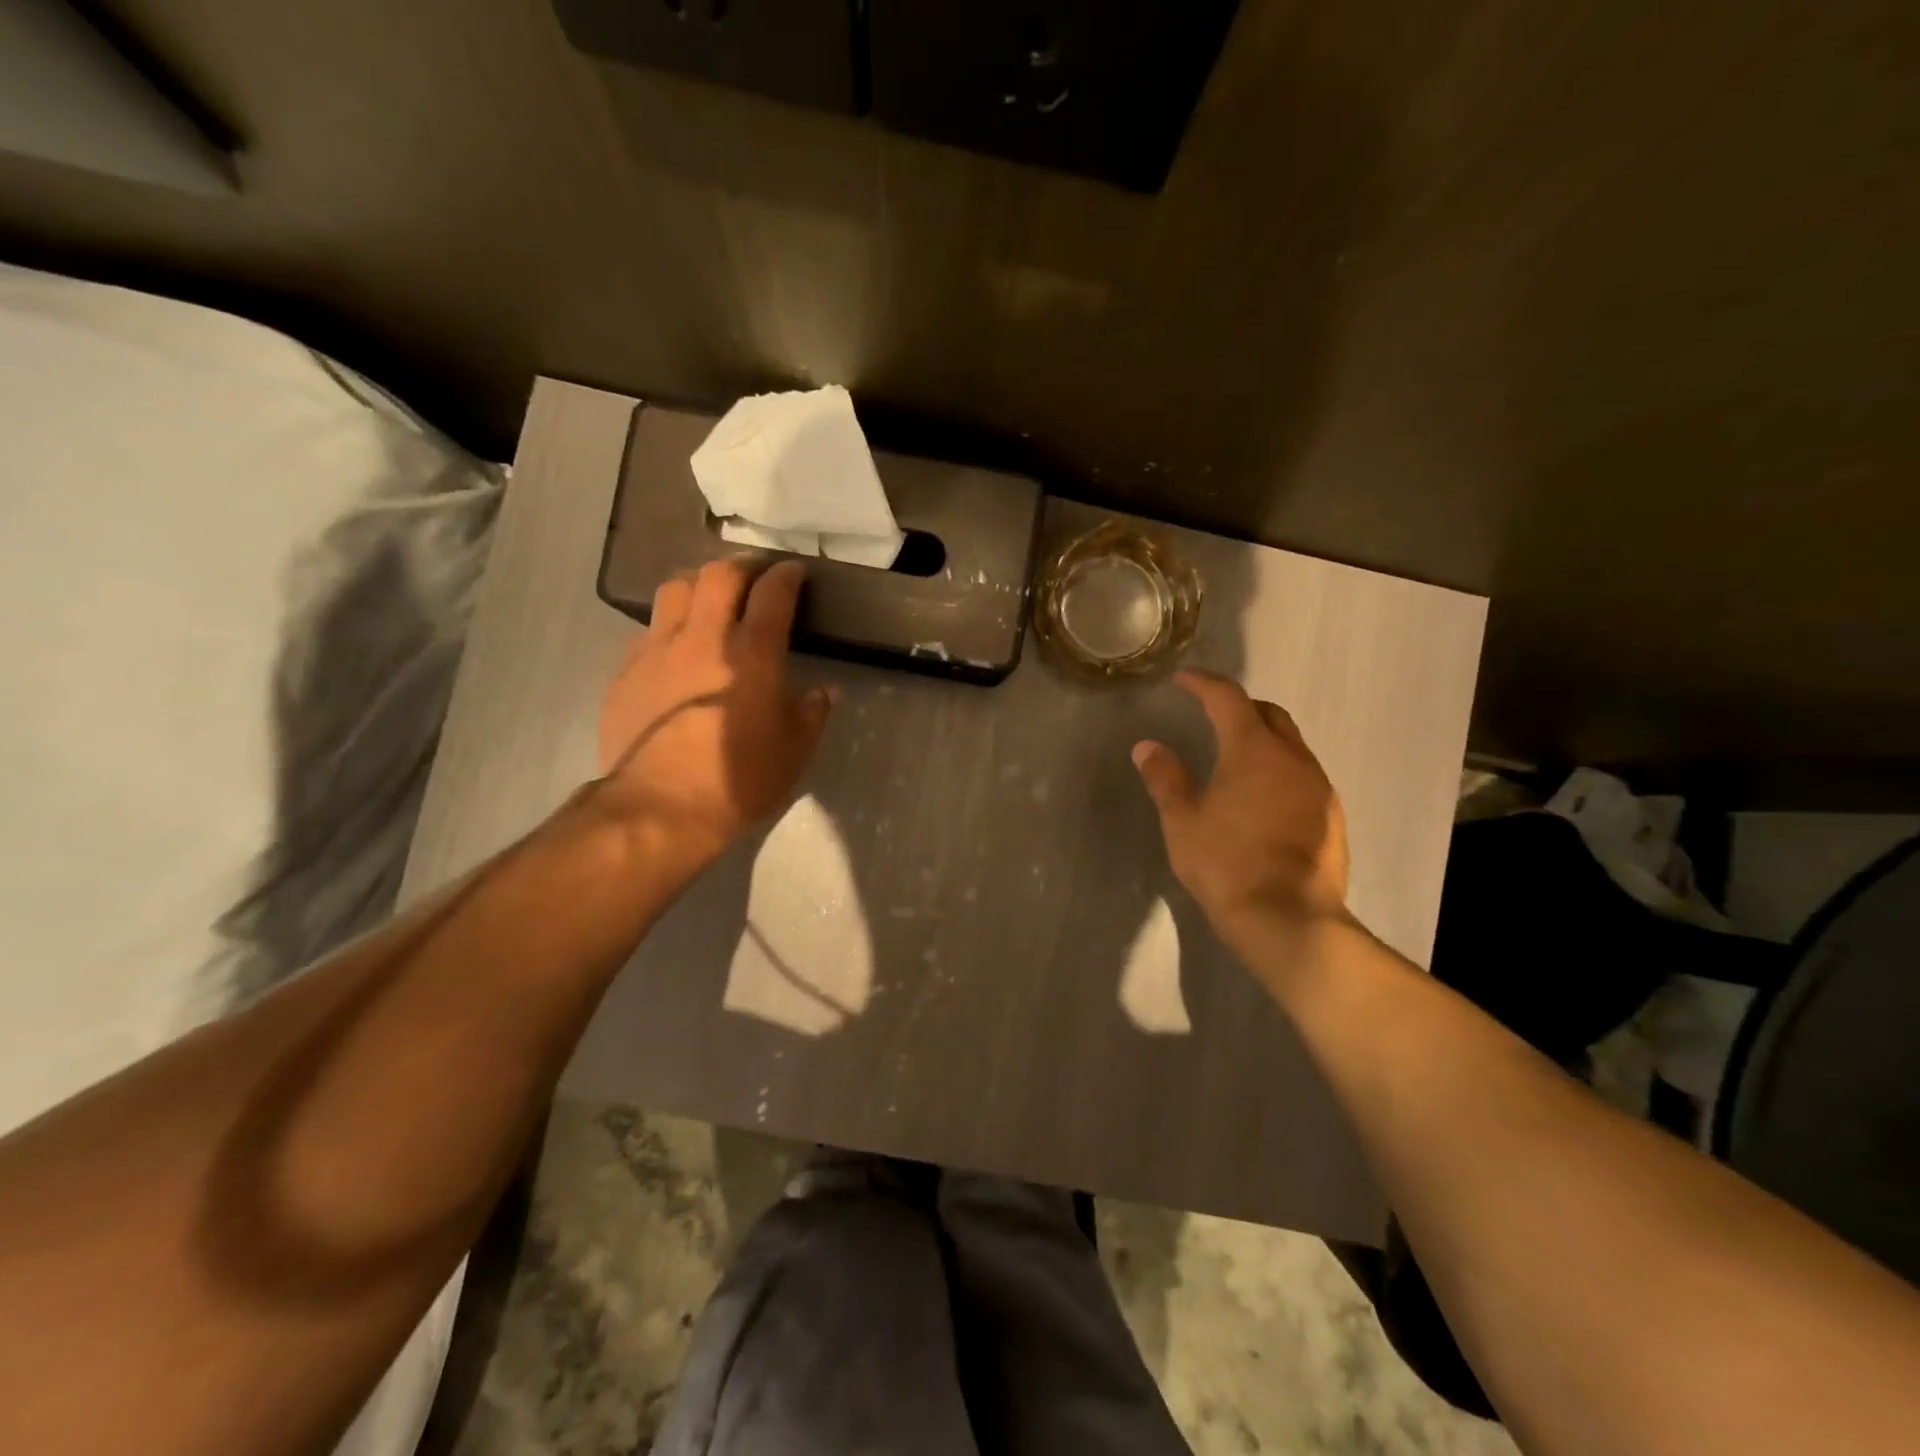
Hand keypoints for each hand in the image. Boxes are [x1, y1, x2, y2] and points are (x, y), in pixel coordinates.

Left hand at [595, 559, 832, 868]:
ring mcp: (658, 650)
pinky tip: (675, 648)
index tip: (795, 573)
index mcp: (753, 654)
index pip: (773, 593)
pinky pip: (648, 630)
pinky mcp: (626, 671)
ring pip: (674, 589)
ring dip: (698, 585)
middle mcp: (704, 638)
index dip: (787, 576)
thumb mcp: (795, 752)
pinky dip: (668, 626)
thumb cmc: (739, 780)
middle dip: (742, 567)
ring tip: (709, 599)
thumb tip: (824, 692)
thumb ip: (812, 713)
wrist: (659, 808)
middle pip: (719, 575)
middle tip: (754, 578)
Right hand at [1132, 670, 1350, 940]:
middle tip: (1211, 715)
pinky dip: (1280, 770)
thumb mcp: (1183, 821)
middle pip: (1269, 714)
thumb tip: (1148, 746)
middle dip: (1239, 707)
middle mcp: (1293, 758)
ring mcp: (1318, 786)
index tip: (1184, 680)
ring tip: (1236, 758)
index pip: (1228, 698)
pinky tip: (1263, 797)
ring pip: (1291, 745)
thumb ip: (1166, 778)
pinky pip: (1304, 775)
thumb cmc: (1226, 864)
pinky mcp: (1332, 815)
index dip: (1204, 684)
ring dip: (1263, 739)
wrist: (1288, 919)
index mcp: (1253, 750)